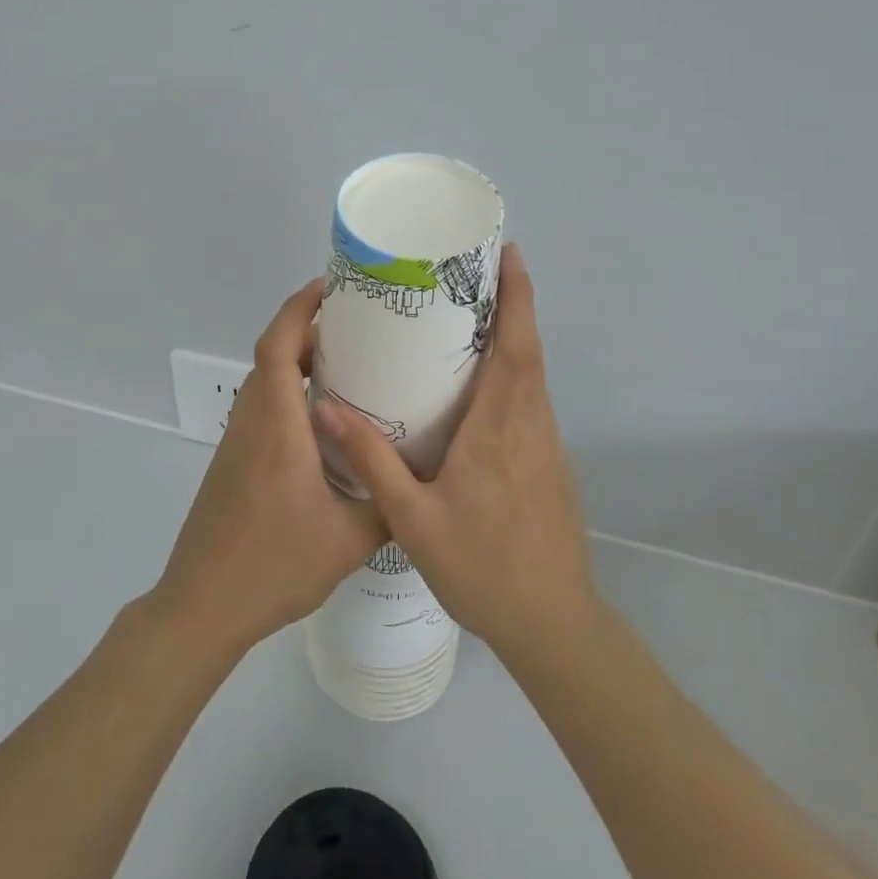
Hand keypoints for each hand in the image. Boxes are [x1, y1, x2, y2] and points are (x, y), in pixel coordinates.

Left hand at [151, 279, 387, 656]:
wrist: (203, 606)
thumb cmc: (274, 567)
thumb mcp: (350, 539)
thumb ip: (390, 502)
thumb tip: (423, 479)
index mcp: (277, 428)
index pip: (277, 347)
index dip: (299, 309)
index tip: (331, 288)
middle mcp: (251, 424)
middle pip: (271, 355)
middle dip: (308, 330)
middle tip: (358, 328)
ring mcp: (236, 443)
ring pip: (265, 383)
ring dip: (298, 362)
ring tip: (349, 366)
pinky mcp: (233, 463)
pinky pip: (263, 409)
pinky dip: (290, 394)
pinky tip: (325, 421)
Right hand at [315, 245, 599, 665]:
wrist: (552, 624)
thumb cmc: (482, 568)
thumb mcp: (412, 518)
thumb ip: (371, 460)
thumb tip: (325, 407)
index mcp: (500, 428)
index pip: (516, 346)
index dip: (517, 296)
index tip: (509, 254)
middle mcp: (531, 425)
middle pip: (528, 351)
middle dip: (511, 305)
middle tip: (474, 274)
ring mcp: (547, 446)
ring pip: (534, 377)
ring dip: (514, 339)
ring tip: (471, 318)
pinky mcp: (551, 465)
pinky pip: (532, 402)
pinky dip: (515, 374)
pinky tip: (480, 387)